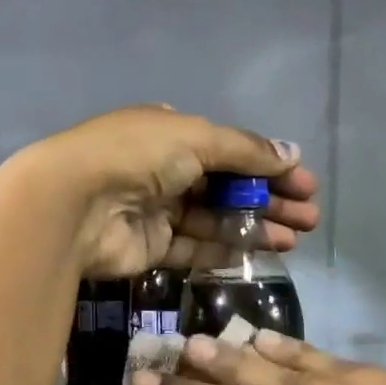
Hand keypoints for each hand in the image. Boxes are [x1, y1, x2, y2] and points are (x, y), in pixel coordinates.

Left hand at [15, 106, 319, 277]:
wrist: (76, 204)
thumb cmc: (138, 155)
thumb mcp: (197, 138)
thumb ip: (246, 150)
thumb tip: (292, 152)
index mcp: (172, 133)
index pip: (231, 150)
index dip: (270, 166)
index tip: (305, 184)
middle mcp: (165, 170)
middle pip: (228, 187)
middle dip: (270, 200)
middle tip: (309, 218)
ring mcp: (158, 210)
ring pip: (216, 220)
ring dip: (256, 226)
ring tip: (296, 237)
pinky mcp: (152, 247)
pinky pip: (196, 248)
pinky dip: (228, 249)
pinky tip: (262, 251)